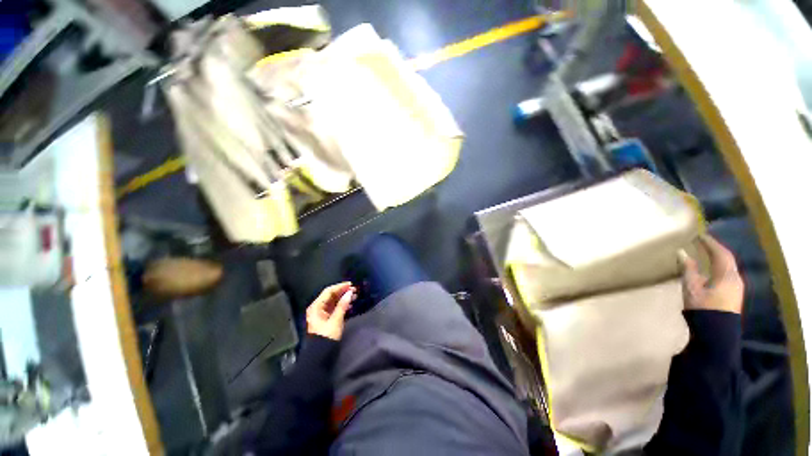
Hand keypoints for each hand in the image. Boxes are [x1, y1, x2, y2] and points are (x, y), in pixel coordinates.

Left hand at [306, 282, 355, 340]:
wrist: (320, 354)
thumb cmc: (327, 336)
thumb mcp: (336, 320)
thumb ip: (342, 305)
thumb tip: (349, 293)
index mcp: (316, 306)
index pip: (329, 291)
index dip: (340, 287)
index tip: (351, 285)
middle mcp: (317, 307)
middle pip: (331, 295)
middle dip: (343, 292)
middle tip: (354, 290)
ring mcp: (321, 313)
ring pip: (333, 301)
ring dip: (343, 297)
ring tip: (354, 296)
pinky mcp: (325, 318)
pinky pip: (334, 307)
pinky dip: (342, 304)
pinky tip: (350, 304)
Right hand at [679, 235, 743, 313]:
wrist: (716, 333)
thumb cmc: (703, 308)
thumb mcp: (692, 288)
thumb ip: (688, 269)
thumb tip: (682, 252)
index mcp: (727, 275)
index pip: (720, 253)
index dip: (710, 243)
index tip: (700, 235)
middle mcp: (735, 278)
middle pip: (727, 259)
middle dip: (715, 249)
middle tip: (703, 242)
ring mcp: (736, 287)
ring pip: (728, 267)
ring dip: (718, 258)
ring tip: (706, 253)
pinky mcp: (733, 294)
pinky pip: (727, 274)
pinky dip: (719, 267)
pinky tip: (711, 269)